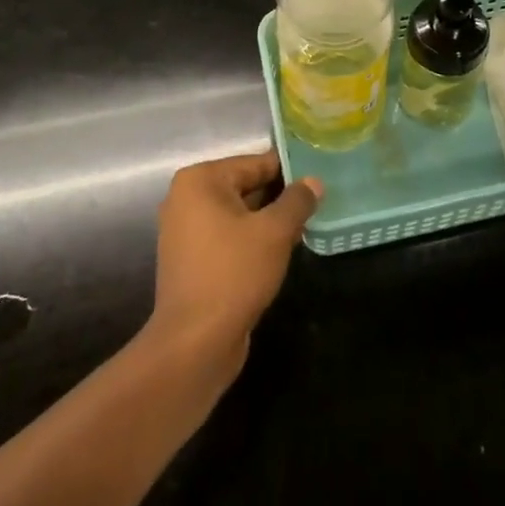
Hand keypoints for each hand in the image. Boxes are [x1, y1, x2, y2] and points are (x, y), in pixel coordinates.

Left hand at [150, 150, 321, 370]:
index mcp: (200, 180)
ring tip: (307, 224)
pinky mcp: (191, 261)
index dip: (289, 169)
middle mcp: (186, 199)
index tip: (319, 175)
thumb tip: (314, 181)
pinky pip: (229, 237)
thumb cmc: (233, 273)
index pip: (255, 163)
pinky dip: (252, 240)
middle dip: (280, 196)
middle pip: (245, 186)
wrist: (195, 343)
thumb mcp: (274, 232)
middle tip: (318, 201)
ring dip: (269, 220)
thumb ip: (297, 201)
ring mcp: (185, 232)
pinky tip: (282, 250)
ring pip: (239, 214)